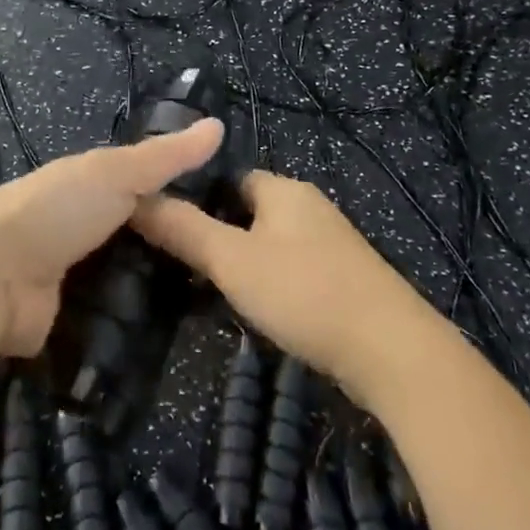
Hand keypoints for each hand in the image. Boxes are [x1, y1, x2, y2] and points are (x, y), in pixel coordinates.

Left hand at [0, 119, 224, 357]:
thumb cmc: (57, 210)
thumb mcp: (116, 173)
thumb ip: (165, 157)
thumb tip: (219, 125)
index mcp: (85, 186)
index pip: (139, 188)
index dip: (176, 197)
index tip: (224, 214)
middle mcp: (76, 228)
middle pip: (132, 238)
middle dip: (167, 252)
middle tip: (223, 269)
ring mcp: (67, 277)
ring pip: (122, 281)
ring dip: (151, 292)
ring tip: (209, 308)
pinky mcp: (64, 323)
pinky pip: (107, 322)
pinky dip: (130, 327)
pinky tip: (170, 338)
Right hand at [130, 170, 433, 406]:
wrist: (394, 352)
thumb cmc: (304, 292)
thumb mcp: (232, 261)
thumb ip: (183, 229)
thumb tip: (135, 199)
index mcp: (283, 189)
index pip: (229, 178)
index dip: (198, 199)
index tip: (169, 229)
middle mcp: (309, 206)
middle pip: (249, 211)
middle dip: (219, 235)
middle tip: (183, 268)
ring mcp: (332, 244)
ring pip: (271, 243)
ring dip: (245, 264)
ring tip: (213, 295)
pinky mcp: (346, 280)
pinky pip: (294, 270)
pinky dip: (273, 284)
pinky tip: (262, 314)